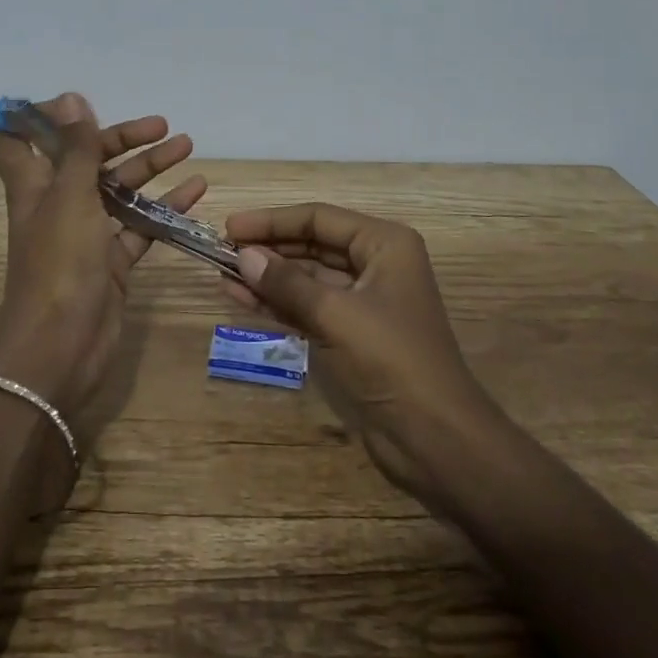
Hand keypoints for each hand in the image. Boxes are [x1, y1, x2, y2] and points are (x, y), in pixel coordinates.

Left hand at [0, 93, 203, 419]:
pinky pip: (140, 226)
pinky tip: (196, 192)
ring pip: (118, 190)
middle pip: (85, 159)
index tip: (77, 107)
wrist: (61, 349)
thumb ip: (75, 149)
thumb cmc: (59, 264)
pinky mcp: (111, 262)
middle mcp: (57, 205)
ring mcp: (85, 235)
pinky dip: (165, 208)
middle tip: (161, 126)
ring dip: (149, 167)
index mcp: (34, 186)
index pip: (17, 141)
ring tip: (187, 146)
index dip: (38, 119)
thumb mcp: (69, 197)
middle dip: (120, 138)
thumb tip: (71, 98)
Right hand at [220, 204, 498, 503]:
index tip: (230, 227)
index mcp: (384, 244)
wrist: (436, 438)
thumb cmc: (392, 360)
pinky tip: (240, 298)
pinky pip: (307, 306)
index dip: (272, 220)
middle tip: (220, 250)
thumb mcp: (336, 314)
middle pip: (312, 244)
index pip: (319, 218)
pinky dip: (276, 302)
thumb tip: (242, 255)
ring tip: (222, 274)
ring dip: (267, 276)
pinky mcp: (351, 334)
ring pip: (306, 277)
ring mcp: (363, 301)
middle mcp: (375, 264)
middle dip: (268, 247)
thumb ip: (287, 283)